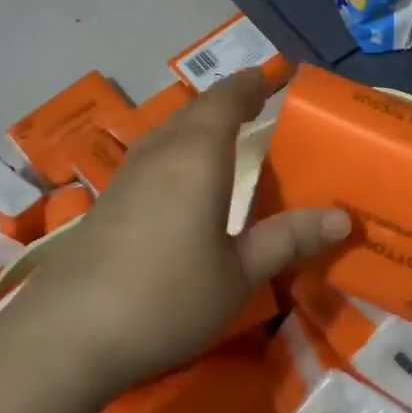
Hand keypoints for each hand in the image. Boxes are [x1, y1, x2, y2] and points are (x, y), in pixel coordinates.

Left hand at [13, 68, 348, 391]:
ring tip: (224, 133)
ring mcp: (126, 177)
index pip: (226, 101)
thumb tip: (343, 218)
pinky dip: (177, 149)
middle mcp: (160, 154)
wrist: (68, 336)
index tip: (271, 76)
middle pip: (195, 111)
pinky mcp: (106, 203)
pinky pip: (152, 156)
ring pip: (169, 131)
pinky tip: (180, 178)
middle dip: (227, 101)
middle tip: (255, 102)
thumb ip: (288, 239)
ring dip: (198, 123)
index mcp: (196, 156)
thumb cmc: (167, 297)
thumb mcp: (239, 274)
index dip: (250, 85)